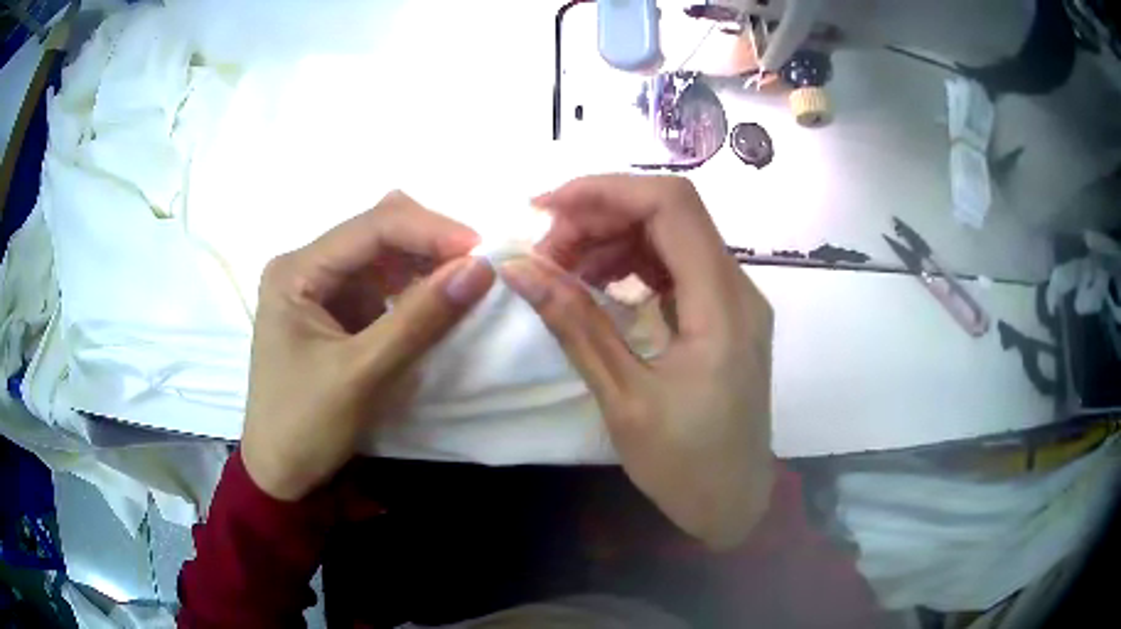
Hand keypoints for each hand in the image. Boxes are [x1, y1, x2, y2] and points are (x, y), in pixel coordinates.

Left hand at [242, 192, 494, 500]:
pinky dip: (414, 289)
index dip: (429, 230)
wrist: (281, 472)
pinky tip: (438, 301)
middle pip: (377, 232)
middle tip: (477, 267)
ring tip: (466, 283)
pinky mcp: (336, 311)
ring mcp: (321, 288)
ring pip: (384, 256)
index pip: (371, 227)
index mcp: (296, 271)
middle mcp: (306, 266)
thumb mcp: (361, 374)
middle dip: (429, 243)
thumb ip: (418, 319)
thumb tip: (480, 269)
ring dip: (425, 264)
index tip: (482, 250)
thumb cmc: (305, 425)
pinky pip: (383, 285)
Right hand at [503, 175, 774, 548]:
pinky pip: (676, 267)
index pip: (671, 206)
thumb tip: (519, 270)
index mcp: (723, 306)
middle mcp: (737, 289)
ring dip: (612, 238)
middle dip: (600, 216)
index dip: (606, 191)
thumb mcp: (623, 398)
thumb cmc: (685, 465)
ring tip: (561, 268)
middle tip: (545, 251)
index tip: (546, 209)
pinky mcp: (723, 316)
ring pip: (670, 236)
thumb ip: (574, 325)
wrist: (733, 503)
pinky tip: (596, 284)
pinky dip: (631, 263)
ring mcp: (734, 301)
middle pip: (669, 214)